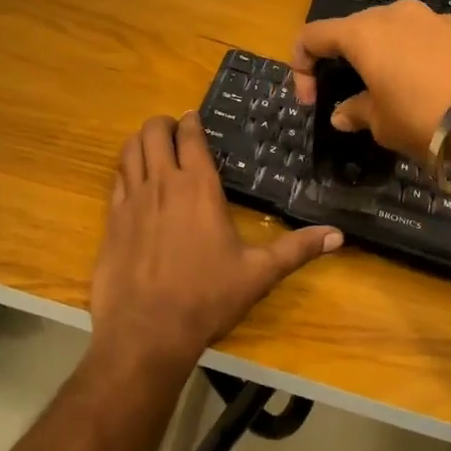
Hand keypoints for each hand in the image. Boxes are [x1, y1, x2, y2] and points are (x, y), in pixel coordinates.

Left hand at [90, 114, 341, 374]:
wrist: (147, 331)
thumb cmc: (207, 297)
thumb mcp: (258, 273)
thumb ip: (297, 249)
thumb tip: (339, 235)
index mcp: (198, 186)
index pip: (190, 136)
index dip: (190, 122)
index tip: (194, 119)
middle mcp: (162, 183)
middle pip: (153, 132)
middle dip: (163, 125)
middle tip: (174, 132)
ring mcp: (131, 200)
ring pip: (129, 150)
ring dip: (140, 142)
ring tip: (151, 148)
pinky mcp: (111, 220)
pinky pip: (115, 180)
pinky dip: (124, 171)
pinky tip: (133, 182)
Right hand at [290, 0, 450, 159]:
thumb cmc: (426, 115)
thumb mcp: (383, 124)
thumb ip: (357, 113)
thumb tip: (343, 114)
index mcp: (363, 33)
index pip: (312, 35)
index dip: (301, 67)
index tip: (311, 101)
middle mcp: (394, 14)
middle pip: (353, 31)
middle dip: (345, 62)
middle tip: (353, 98)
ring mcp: (432, 17)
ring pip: (392, 34)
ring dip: (383, 61)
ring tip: (397, 97)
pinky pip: (425, 41)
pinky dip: (416, 61)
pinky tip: (433, 92)